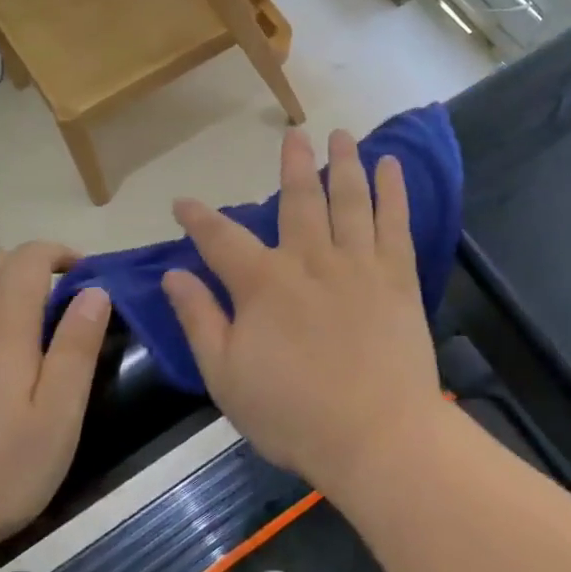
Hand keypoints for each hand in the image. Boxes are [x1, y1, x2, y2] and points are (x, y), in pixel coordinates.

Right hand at [162, 128, 445, 494]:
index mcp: (263, 283)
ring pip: (348, 199)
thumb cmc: (293, 414)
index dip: (198, 218)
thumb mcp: (225, 376)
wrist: (377, 437)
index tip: (183, 202)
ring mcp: (358, 264)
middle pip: (298, 199)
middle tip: (292, 134)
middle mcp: (309, 259)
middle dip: (292, 164)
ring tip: (341, 134)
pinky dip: (392, 191)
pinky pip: (394, 223)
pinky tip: (390, 166)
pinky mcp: (397, 277)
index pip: (220, 239)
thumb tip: (173, 275)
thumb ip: (199, 320)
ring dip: (343, 163)